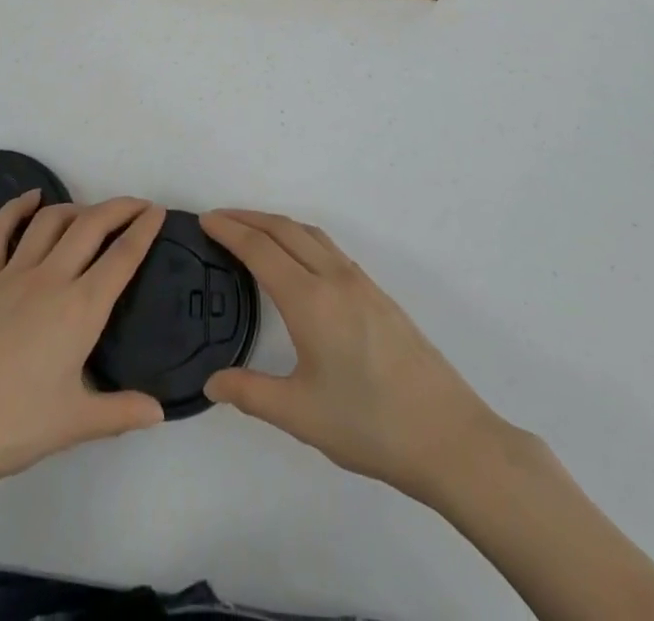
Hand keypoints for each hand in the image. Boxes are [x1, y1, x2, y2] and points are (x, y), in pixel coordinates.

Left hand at [0, 192, 167, 500]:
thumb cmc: (9, 425)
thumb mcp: (72, 425)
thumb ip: (120, 413)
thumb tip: (159, 411)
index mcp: (80, 309)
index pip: (122, 257)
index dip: (144, 230)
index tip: (159, 212)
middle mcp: (50, 279)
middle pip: (91, 226)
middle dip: (119, 208)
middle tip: (138, 206)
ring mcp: (11, 274)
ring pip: (50, 222)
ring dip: (76, 208)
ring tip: (93, 213)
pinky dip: (14, 208)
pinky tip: (29, 198)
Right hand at [201, 209, 501, 500]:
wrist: (448, 436)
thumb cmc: (369, 425)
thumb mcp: (300, 415)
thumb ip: (251, 393)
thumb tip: (212, 382)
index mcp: (310, 300)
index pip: (260, 249)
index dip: (230, 230)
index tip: (205, 219)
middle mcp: (334, 278)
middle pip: (285, 230)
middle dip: (249, 218)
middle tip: (219, 218)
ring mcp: (361, 282)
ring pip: (311, 235)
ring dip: (277, 224)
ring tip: (252, 231)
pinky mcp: (378, 294)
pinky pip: (329, 248)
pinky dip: (301, 238)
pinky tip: (298, 260)